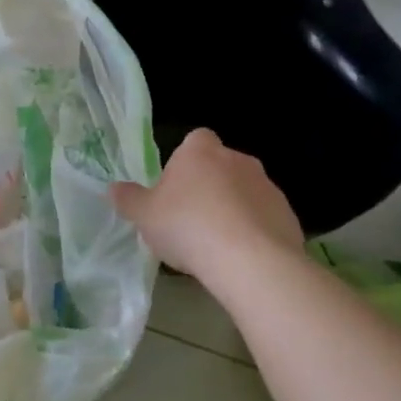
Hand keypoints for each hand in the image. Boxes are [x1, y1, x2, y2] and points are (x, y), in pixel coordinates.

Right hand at [111, 129, 302, 285]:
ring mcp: (267, 186)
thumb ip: (128, 199)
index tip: (176, 188)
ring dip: (234, 209)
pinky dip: (255, 231)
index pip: (195, 140)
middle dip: (210, 186)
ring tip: (217, 245)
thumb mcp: (144, 216)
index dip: (185, 161)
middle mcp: (237, 159)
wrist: (249, 260)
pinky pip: (265, 217)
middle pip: (221, 165)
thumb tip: (113, 188)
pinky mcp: (287, 214)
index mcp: (200, 152)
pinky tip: (242, 257)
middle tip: (192, 219)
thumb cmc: (188, 227)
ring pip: (245, 191)